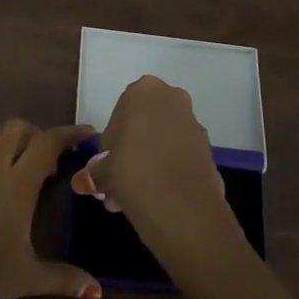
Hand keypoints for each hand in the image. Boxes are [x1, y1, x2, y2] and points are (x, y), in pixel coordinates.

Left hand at [0, 120, 101, 298]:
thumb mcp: (28, 277)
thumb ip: (64, 278)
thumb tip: (97, 292)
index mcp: (17, 183)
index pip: (47, 143)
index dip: (69, 134)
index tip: (88, 133)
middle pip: (17, 129)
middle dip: (38, 135)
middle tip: (55, 160)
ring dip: (14, 148)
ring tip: (28, 175)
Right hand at [92, 76, 247, 277]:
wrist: (182, 207)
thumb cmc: (133, 172)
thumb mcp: (103, 171)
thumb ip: (96, 169)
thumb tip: (89, 178)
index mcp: (143, 91)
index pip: (118, 114)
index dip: (110, 143)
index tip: (106, 166)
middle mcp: (172, 98)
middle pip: (143, 126)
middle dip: (131, 152)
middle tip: (118, 182)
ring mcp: (194, 124)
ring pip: (162, 142)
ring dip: (148, 163)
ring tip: (132, 197)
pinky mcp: (209, 150)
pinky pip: (179, 157)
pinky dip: (166, 171)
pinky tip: (153, 197)